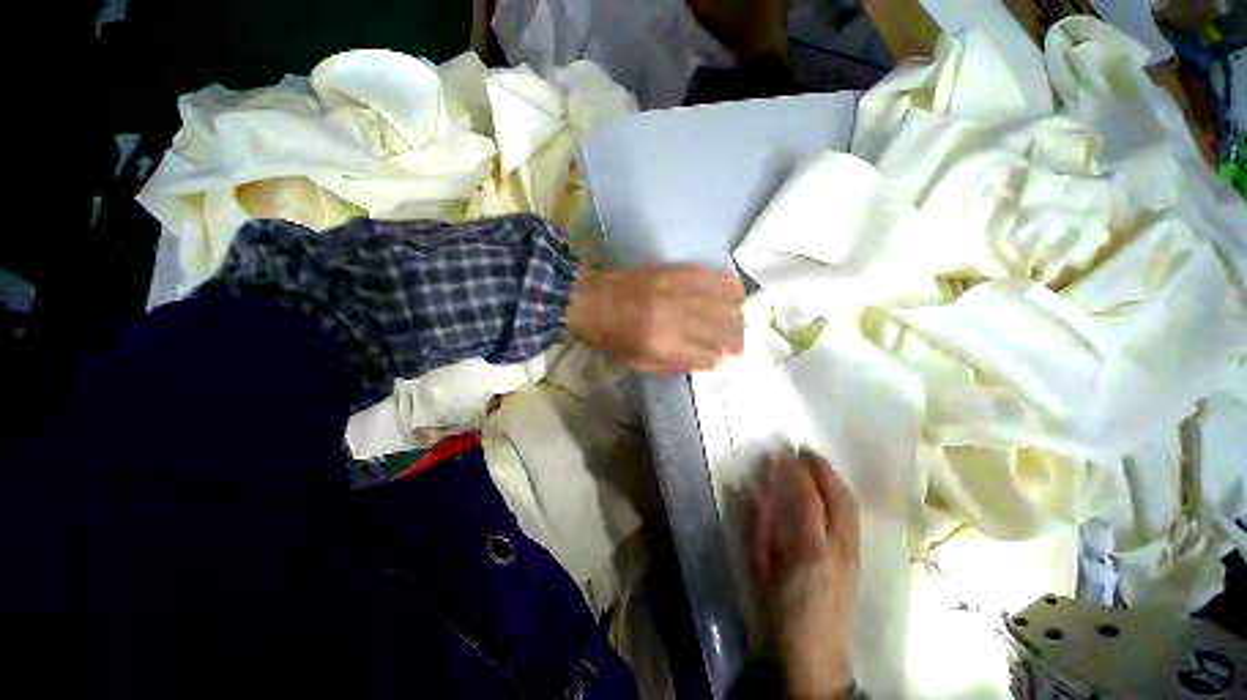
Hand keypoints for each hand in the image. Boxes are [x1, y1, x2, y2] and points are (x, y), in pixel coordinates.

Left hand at [566, 265, 744, 373]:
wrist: (588, 298)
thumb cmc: (608, 337)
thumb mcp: (638, 363)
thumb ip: (675, 364)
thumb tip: (709, 360)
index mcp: (661, 346)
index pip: (710, 357)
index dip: (721, 361)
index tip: (724, 360)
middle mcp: (675, 317)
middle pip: (725, 329)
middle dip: (737, 341)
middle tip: (737, 345)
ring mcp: (678, 290)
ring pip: (728, 303)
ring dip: (738, 316)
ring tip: (736, 322)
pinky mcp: (677, 271)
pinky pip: (716, 277)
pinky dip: (729, 289)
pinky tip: (730, 297)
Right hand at [747, 450, 859, 698]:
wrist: (816, 658)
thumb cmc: (779, 612)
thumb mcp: (759, 570)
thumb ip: (756, 526)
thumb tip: (751, 489)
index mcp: (809, 551)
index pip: (807, 498)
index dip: (794, 472)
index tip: (779, 455)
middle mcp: (838, 547)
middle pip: (837, 496)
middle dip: (821, 468)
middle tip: (801, 450)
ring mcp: (853, 553)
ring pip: (850, 504)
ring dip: (834, 477)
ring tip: (816, 462)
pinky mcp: (859, 559)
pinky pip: (853, 516)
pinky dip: (842, 493)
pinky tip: (830, 488)